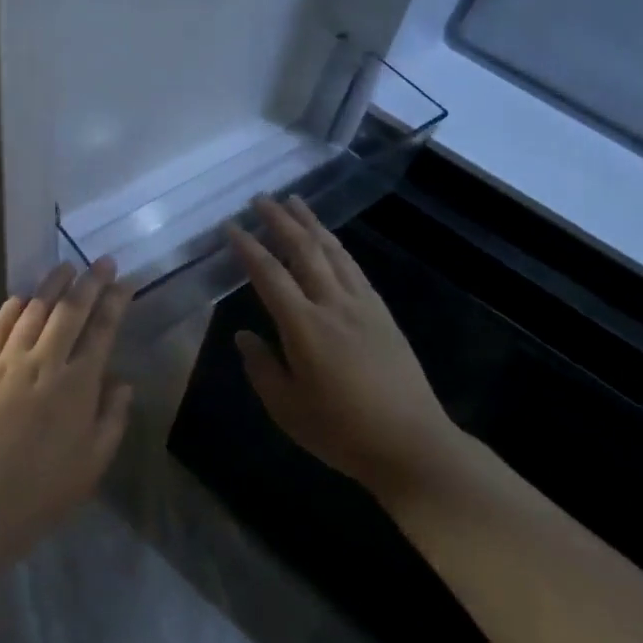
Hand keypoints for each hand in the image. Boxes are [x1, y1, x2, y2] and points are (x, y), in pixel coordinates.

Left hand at [0, 259, 134, 563]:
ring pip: (33, 312)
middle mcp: (44, 364)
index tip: (124, 281)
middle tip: (100, 261)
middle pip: (70, 311)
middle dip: (89, 281)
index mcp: (78, 386)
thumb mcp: (93, 464)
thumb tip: (122, 381)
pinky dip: (12, 310)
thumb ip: (112, 418)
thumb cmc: (40, 494)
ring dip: (51, 286)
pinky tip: (21, 298)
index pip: (102, 331)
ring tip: (65, 267)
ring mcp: (6, 364)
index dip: (115, 302)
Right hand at [227, 196, 466, 507]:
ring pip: (333, 251)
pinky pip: (354, 268)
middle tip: (261, 198)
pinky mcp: (382, 313)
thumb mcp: (287, 408)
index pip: (269, 275)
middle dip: (280, 220)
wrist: (411, 443)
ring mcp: (363, 305)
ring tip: (295, 202)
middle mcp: (333, 304)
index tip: (231, 226)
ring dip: (311, 224)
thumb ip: (261, 367)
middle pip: (304, 250)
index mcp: (304, 326)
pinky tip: (330, 242)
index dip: (248, 247)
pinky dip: (336, 246)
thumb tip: (243, 336)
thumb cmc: (341, 431)